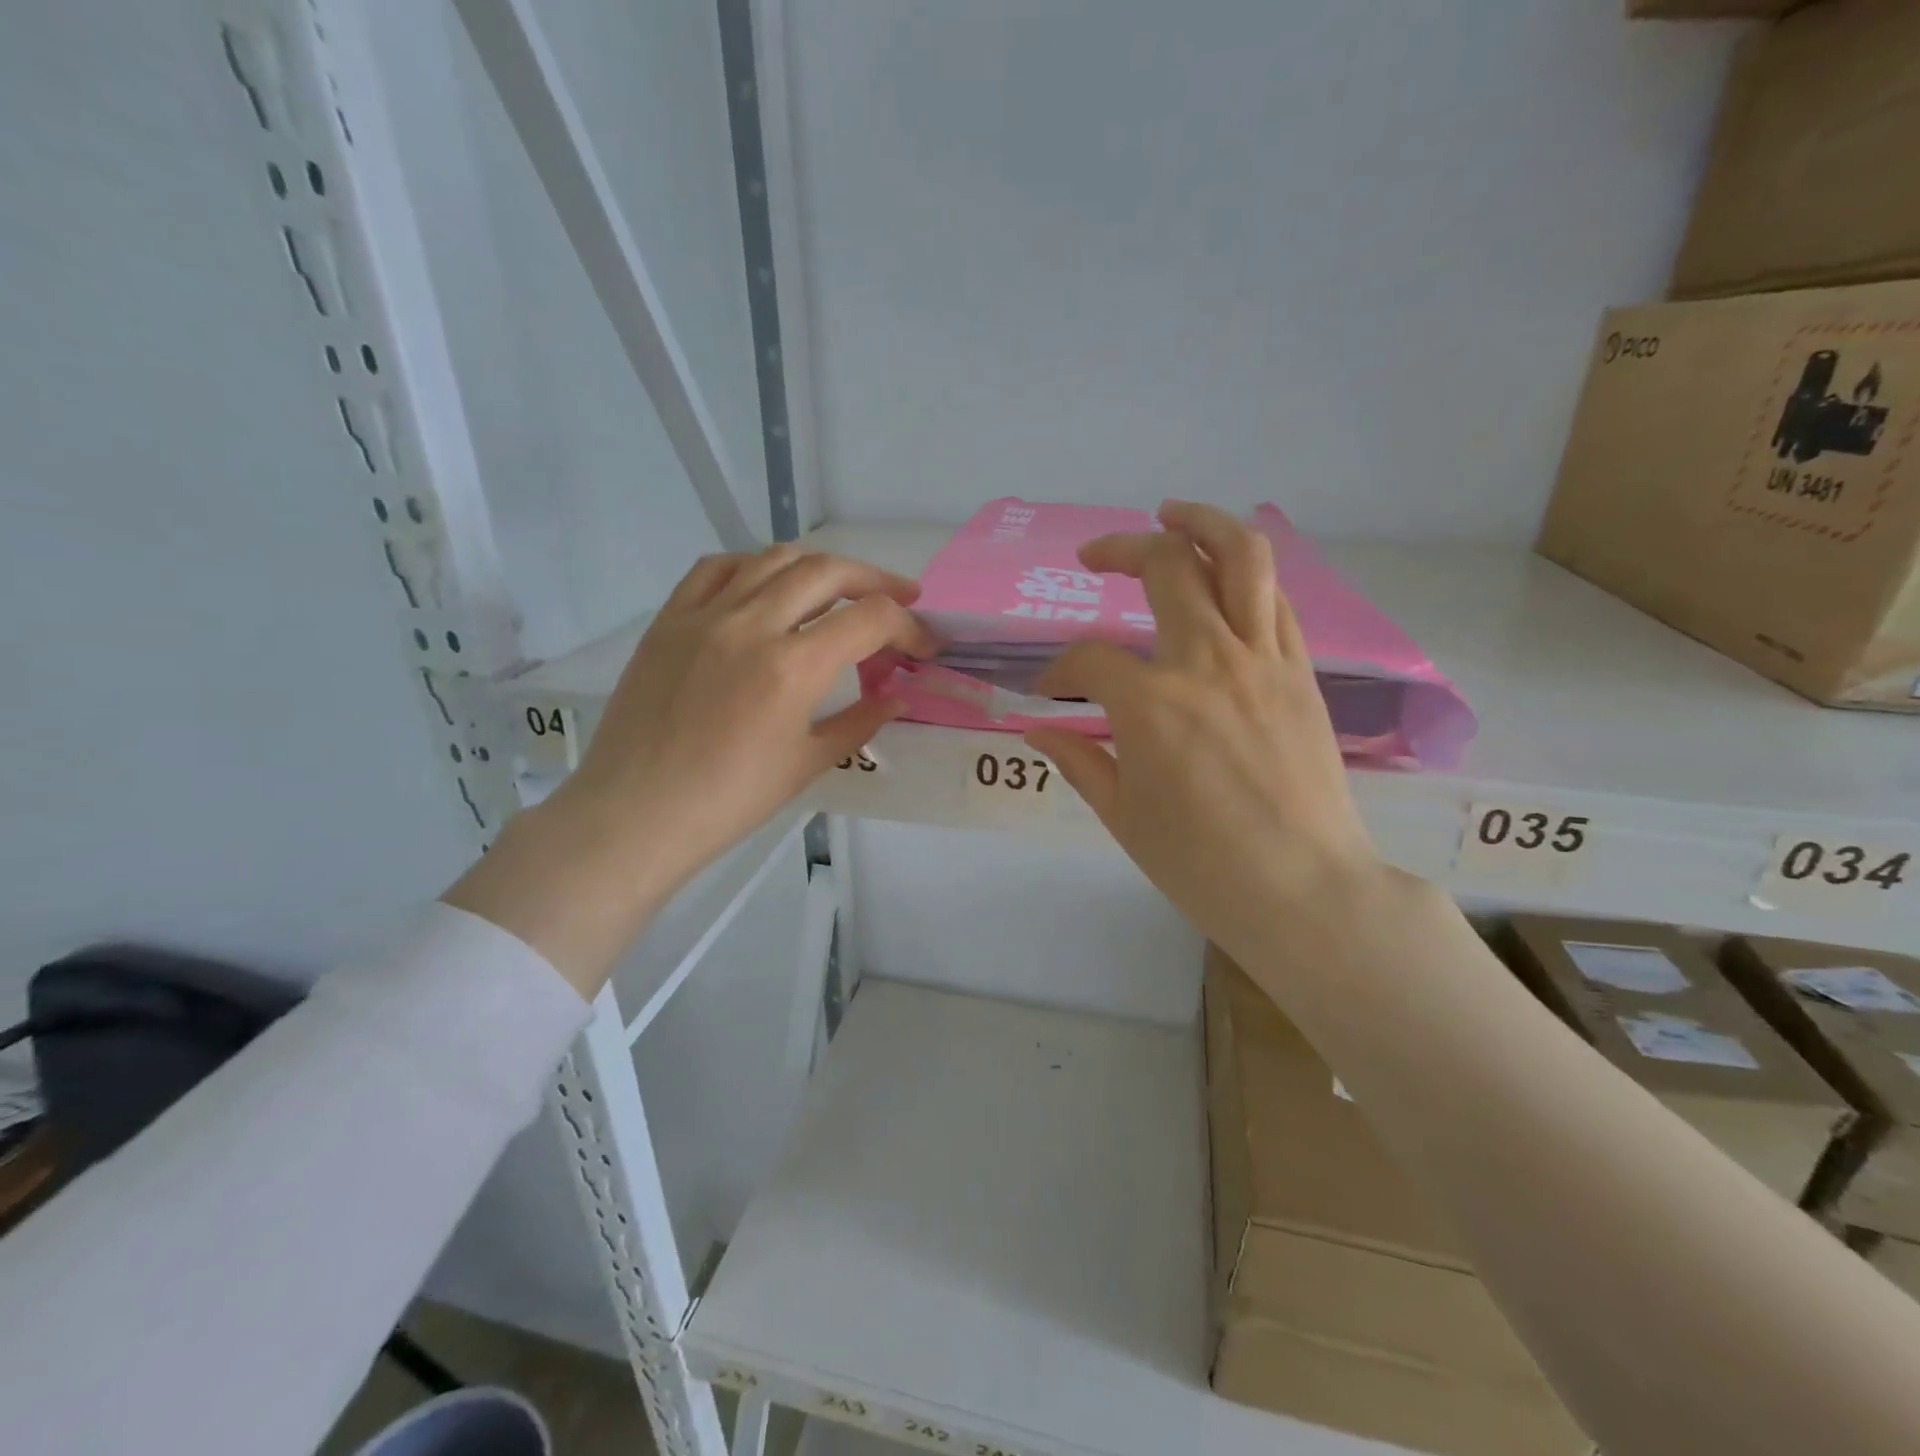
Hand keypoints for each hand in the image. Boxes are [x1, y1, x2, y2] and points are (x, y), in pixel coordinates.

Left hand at [447, 544, 932, 994]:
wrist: (637, 812)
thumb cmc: (729, 801)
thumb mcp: (807, 764)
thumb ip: (860, 722)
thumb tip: (897, 697)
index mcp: (793, 667)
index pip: (870, 619)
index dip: (908, 627)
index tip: (923, 645)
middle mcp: (752, 624)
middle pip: (827, 572)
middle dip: (875, 580)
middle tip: (899, 597)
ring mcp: (705, 615)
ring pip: (774, 558)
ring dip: (820, 566)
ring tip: (840, 586)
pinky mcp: (670, 618)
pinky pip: (717, 567)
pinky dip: (755, 565)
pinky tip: (768, 584)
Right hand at [1025, 501, 1386, 963]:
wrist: (1305, 891)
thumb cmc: (1202, 865)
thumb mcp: (1123, 816)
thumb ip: (1079, 760)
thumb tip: (1037, 729)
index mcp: (1151, 704)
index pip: (1088, 658)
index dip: (1059, 670)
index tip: (1051, 693)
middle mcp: (1207, 662)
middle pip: (1166, 567)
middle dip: (1120, 551)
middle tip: (1094, 558)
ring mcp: (1262, 660)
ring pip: (1240, 557)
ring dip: (1201, 523)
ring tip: (1172, 514)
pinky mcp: (1301, 672)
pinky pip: (1275, 599)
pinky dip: (1245, 575)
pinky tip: (1224, 579)